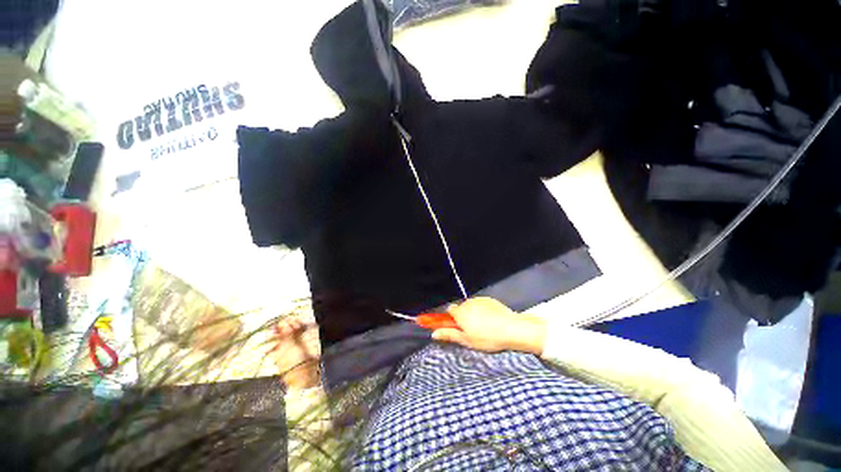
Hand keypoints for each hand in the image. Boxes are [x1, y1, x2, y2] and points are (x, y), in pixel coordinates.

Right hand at [431, 297, 546, 354]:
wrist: (512, 329)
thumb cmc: (487, 338)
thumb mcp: (467, 340)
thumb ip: (449, 334)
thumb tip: (433, 333)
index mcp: (460, 312)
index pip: (449, 310)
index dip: (451, 318)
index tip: (456, 326)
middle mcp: (468, 303)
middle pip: (461, 308)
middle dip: (464, 317)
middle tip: (472, 330)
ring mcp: (480, 300)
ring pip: (471, 306)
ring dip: (473, 314)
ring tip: (484, 327)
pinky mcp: (490, 300)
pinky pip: (482, 304)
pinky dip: (483, 311)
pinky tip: (492, 320)